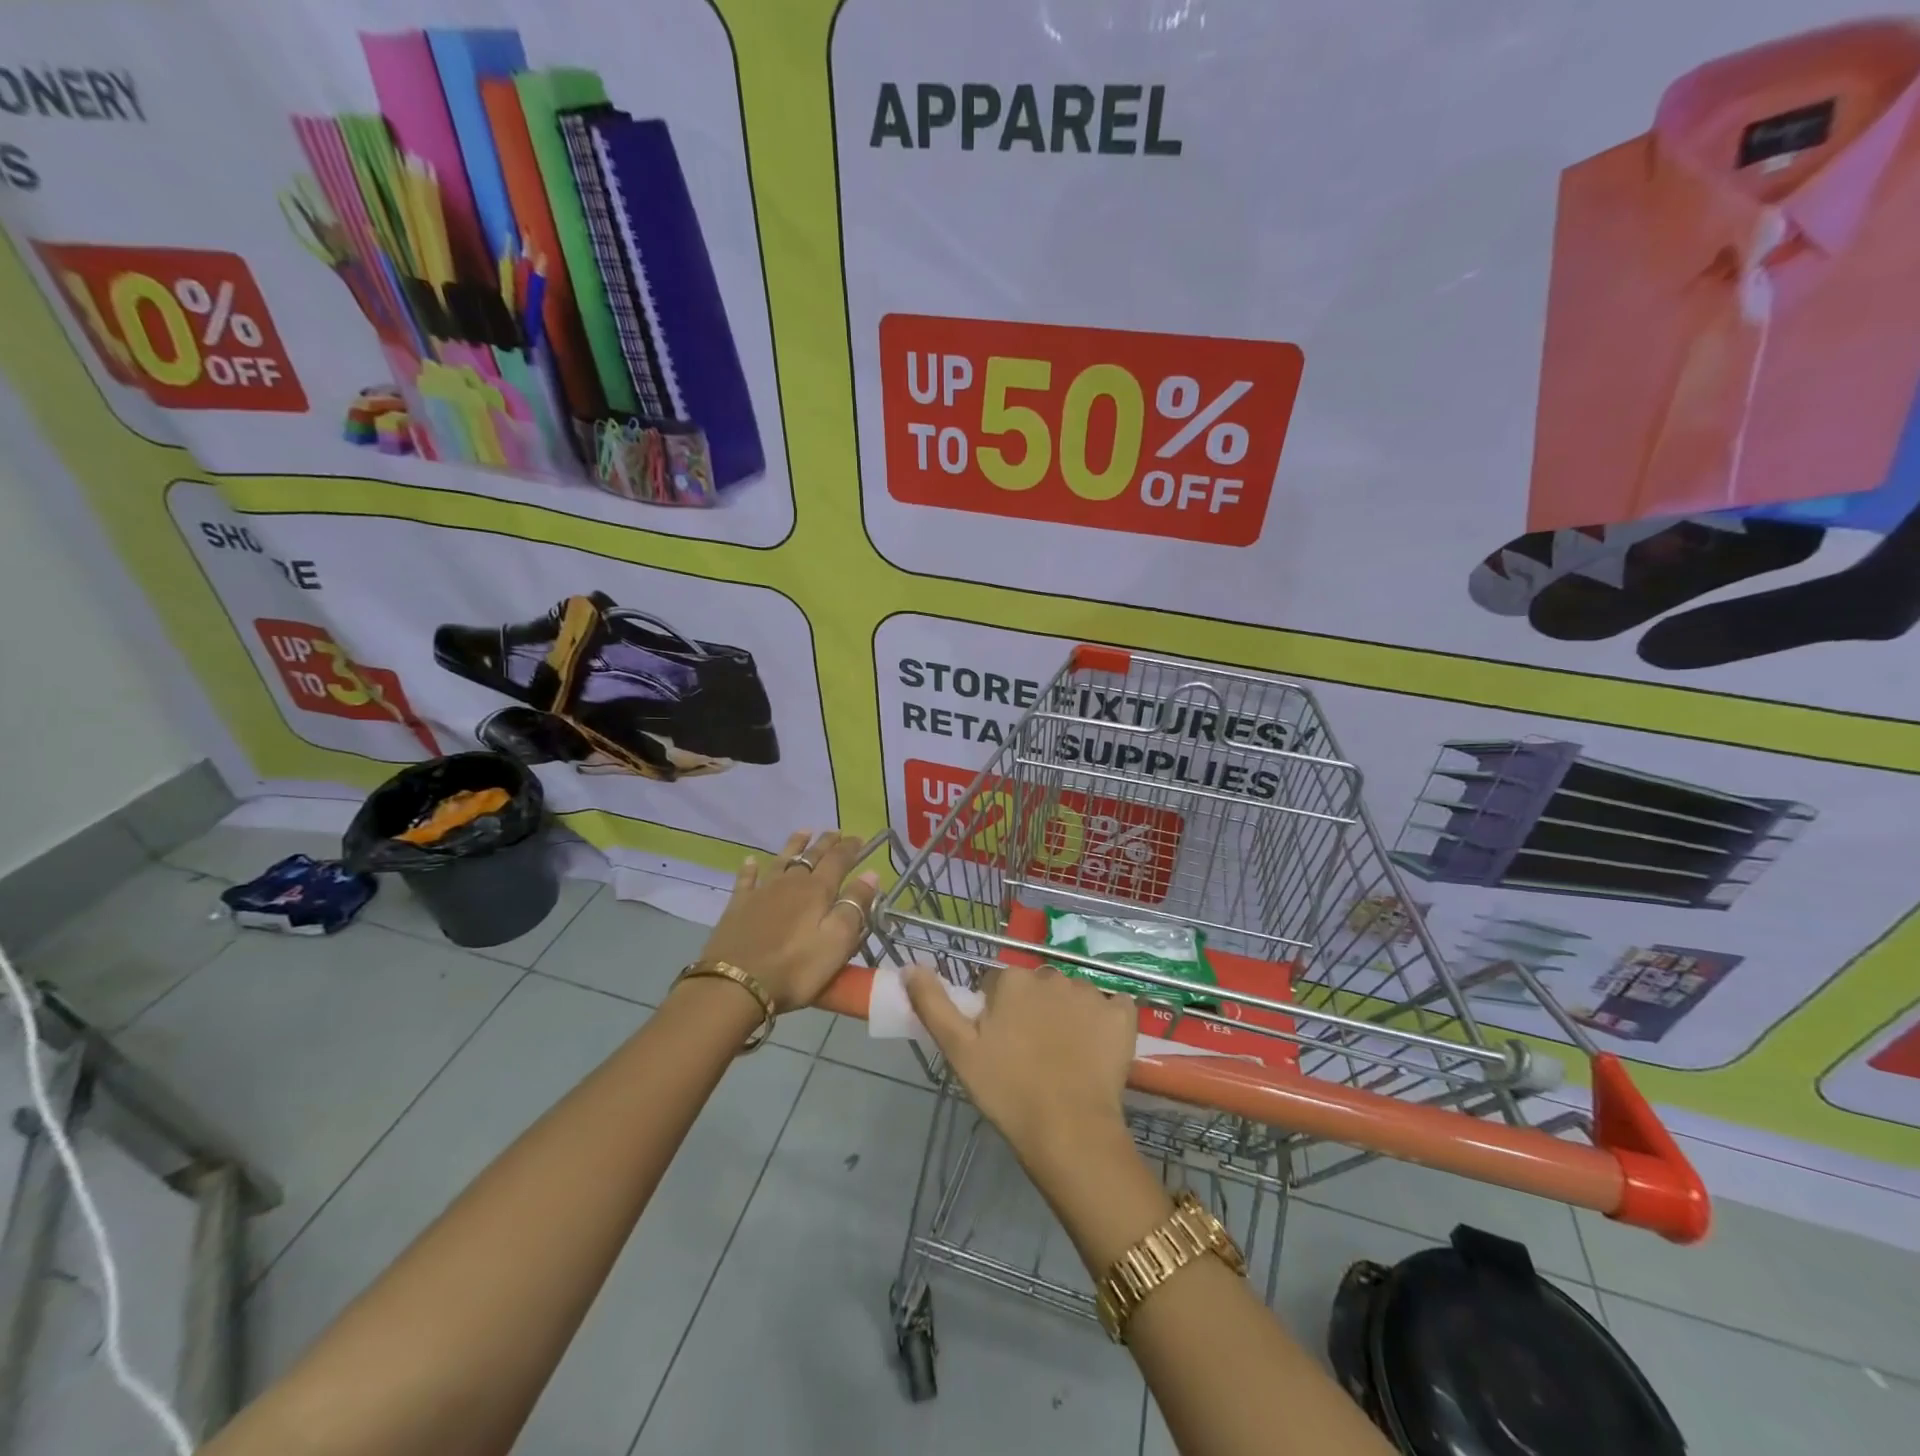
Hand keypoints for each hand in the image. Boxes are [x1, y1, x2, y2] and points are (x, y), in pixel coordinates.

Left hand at [697, 831, 879, 1010]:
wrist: (736, 985)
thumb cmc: (796, 968)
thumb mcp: (837, 941)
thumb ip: (855, 906)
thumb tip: (871, 874)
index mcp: (818, 891)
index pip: (838, 861)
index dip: (850, 848)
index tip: (859, 838)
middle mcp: (790, 883)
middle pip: (811, 856)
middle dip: (825, 843)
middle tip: (835, 832)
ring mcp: (761, 892)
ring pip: (781, 860)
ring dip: (794, 845)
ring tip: (803, 832)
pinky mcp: (738, 906)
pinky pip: (746, 879)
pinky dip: (750, 868)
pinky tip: (751, 860)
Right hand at [905, 962, 1135, 1169]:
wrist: (1069, 1132)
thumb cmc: (1007, 1091)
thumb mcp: (958, 1050)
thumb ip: (933, 1003)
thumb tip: (910, 967)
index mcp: (1013, 980)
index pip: (998, 985)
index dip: (997, 1014)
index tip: (999, 1046)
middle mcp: (1052, 975)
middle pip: (1037, 988)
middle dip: (1032, 1011)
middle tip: (1029, 1055)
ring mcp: (1091, 993)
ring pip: (1072, 997)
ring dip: (1067, 1016)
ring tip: (1063, 1059)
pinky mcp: (1123, 1015)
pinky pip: (1113, 1008)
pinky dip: (1107, 1022)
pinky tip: (1098, 1049)